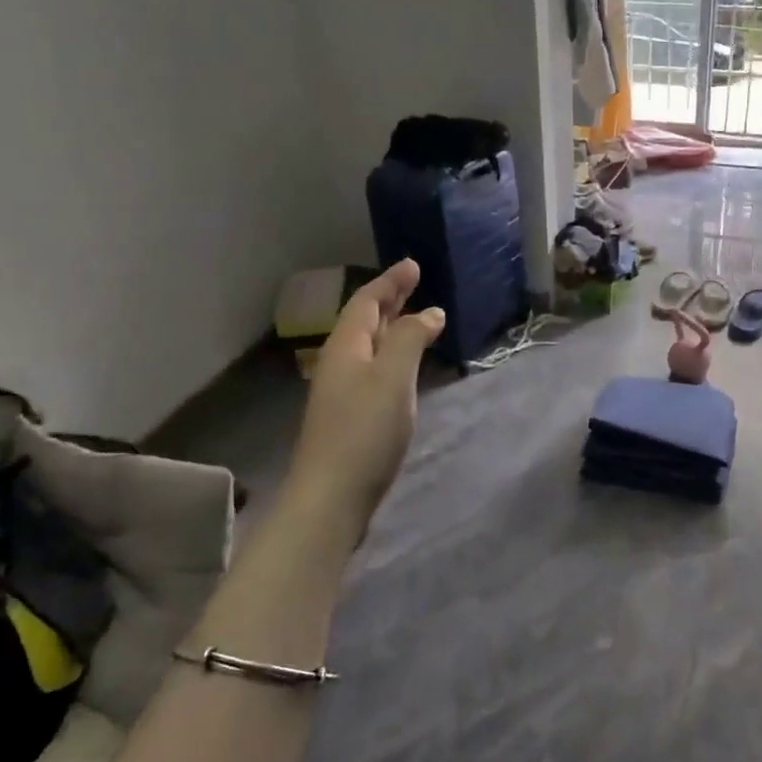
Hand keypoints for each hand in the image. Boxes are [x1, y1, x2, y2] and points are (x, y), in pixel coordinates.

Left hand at [287, 259, 444, 526]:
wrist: (332, 496)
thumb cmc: (365, 430)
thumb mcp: (393, 376)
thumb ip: (411, 338)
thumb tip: (429, 312)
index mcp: (345, 346)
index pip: (366, 301)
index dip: (390, 282)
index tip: (413, 265)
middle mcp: (339, 363)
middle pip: (364, 321)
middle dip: (389, 301)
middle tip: (415, 285)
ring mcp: (341, 392)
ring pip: (368, 347)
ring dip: (391, 328)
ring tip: (415, 320)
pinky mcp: (349, 416)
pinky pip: (372, 370)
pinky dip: (391, 356)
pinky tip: (404, 368)